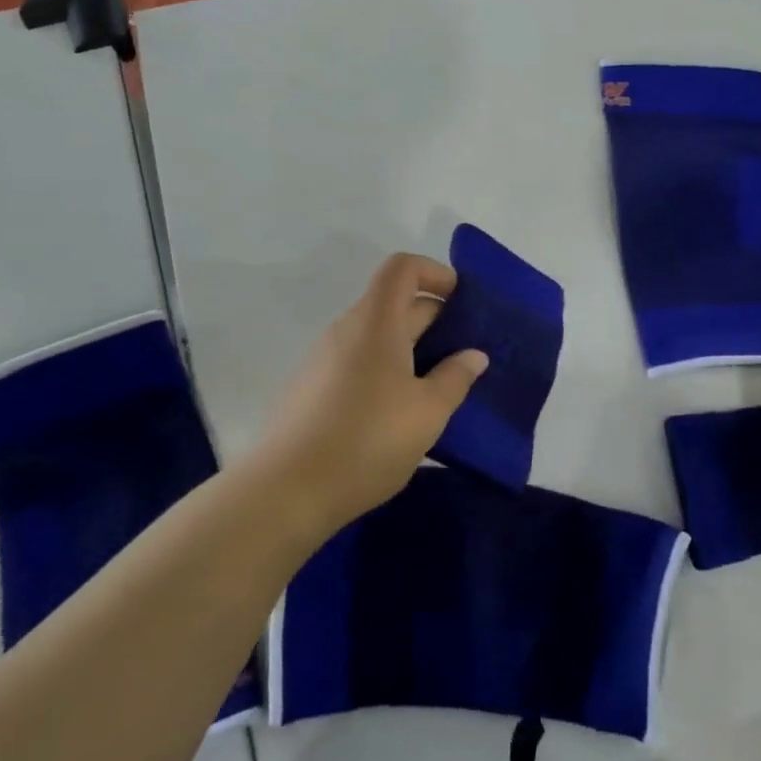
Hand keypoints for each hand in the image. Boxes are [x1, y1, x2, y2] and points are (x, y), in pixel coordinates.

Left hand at [257, 253, 486, 542]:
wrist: (286, 492)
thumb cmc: (368, 441)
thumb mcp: (427, 412)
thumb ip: (455, 377)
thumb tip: (474, 355)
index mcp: (376, 322)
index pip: (402, 268)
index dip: (435, 273)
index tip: (462, 304)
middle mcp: (346, 330)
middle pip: (394, 302)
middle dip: (434, 319)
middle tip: (466, 355)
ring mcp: (323, 359)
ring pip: (377, 336)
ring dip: (412, 349)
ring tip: (439, 387)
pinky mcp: (312, 389)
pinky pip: (358, 361)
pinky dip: (386, 370)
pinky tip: (400, 413)